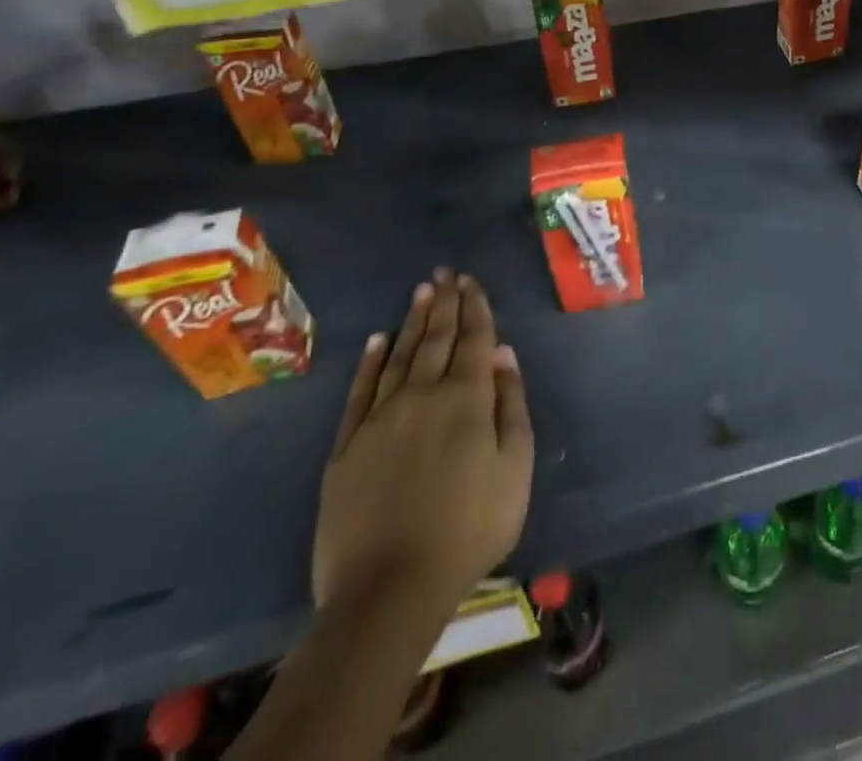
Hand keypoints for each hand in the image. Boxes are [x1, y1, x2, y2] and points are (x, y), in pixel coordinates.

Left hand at [313, 272, 533, 630]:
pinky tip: (377, 339)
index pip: (474, 339)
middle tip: (447, 273)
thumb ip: (511, 405)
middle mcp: (422, 394)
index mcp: (467, 399)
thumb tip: (503, 354)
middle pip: (437, 339)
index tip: (472, 281)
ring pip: (400, 355)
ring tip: (422, 291)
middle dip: (446, 303)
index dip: (475, 308)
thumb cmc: (470, 528)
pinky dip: (370, 362)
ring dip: (413, 321)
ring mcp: (380, 418)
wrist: (389, 589)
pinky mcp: (347, 446)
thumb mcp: (515, 468)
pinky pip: (360, 391)